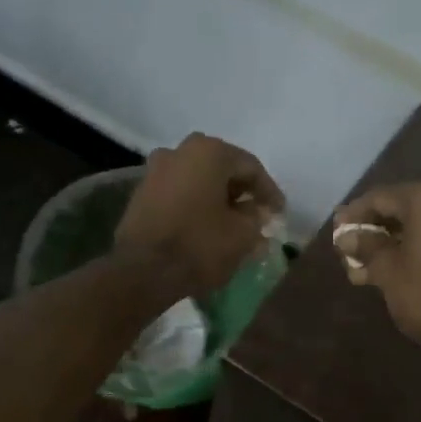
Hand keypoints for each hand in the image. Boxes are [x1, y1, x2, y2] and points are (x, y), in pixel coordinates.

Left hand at [115, 133, 285, 297]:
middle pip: (221, 169)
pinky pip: (179, 194)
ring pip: (198, 181)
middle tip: (257, 214)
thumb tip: (256, 211)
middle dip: (241, 192)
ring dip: (217, 199)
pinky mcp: (141, 194)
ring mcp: (155, 171)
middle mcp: (179, 150)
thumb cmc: (200, 245)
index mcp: (209, 151)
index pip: (250, 167)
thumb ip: (256, 216)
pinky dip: (196, 206)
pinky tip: (206, 226)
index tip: (280, 213)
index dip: (269, 192)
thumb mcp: (243, 234)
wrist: (143, 271)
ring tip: (232, 223)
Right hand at [334, 179, 420, 345]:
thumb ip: (366, 246)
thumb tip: (347, 237)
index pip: (381, 198)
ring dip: (398, 239)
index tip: (337, 230)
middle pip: (405, 206)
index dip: (355, 214)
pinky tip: (401, 262)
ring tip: (371, 262)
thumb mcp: (387, 270)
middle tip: (353, 246)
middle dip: (377, 228)